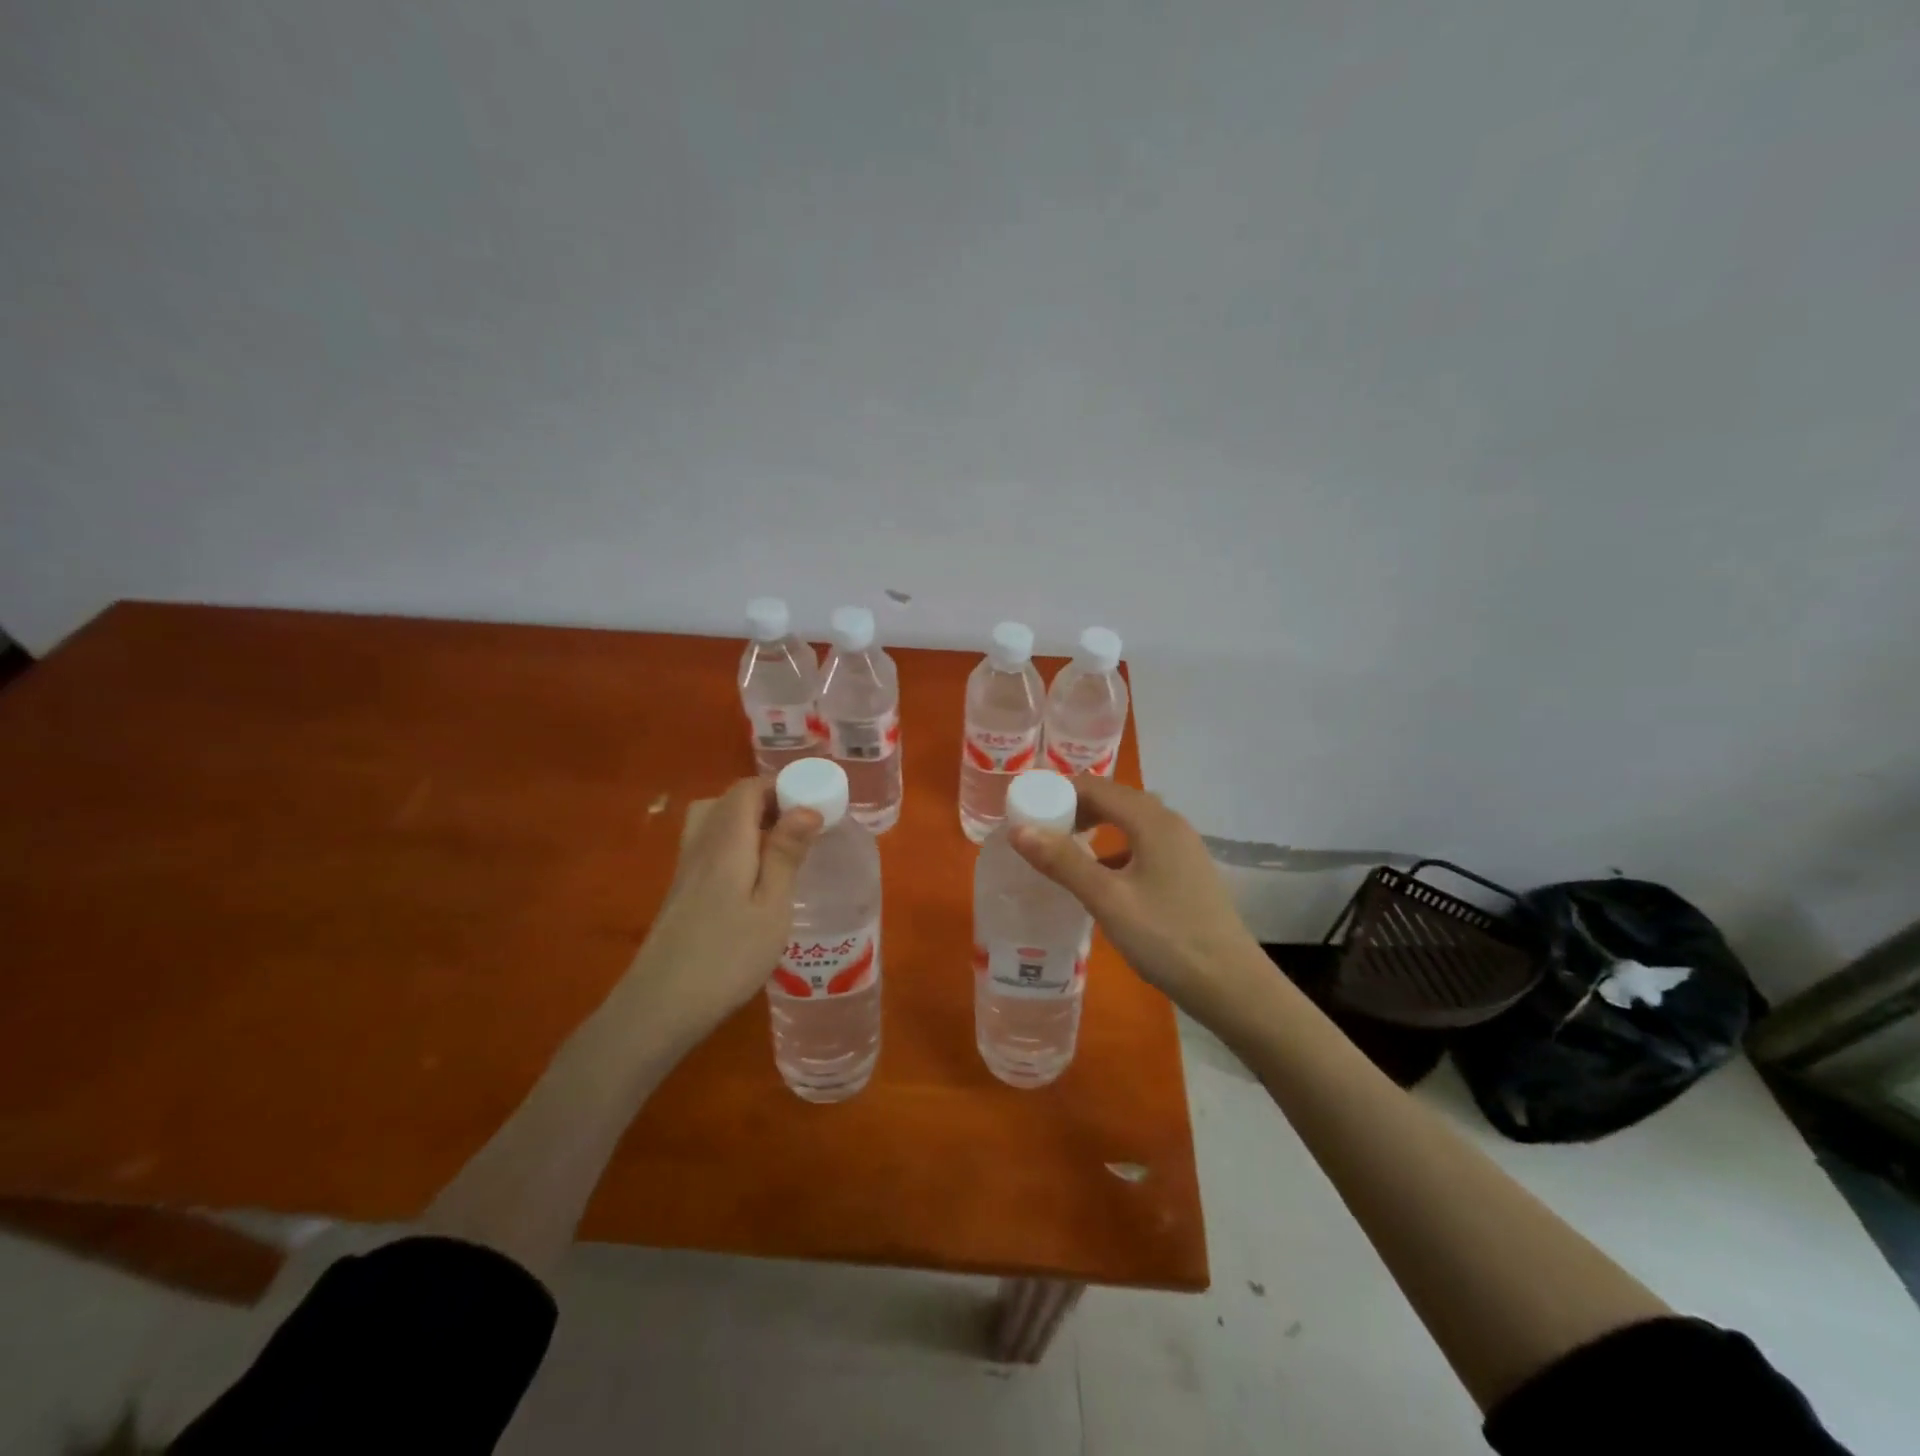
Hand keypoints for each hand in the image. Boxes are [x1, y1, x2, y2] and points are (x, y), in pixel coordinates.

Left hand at [620, 778, 821, 1050]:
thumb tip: (806, 808)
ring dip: (748, 824)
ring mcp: (685, 870)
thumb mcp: (771, 907)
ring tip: (778, 852)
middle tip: (798, 830)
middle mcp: (701, 846)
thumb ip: (786, 854)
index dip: (779, 788)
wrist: (660, 1007)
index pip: (746, 789)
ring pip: (714, 823)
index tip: (812, 807)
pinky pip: (708, 848)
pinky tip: (752, 881)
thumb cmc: (727, 957)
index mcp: (726, 842)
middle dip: (766, 804)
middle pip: (728, 801)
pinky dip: (734, 846)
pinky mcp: (680, 893)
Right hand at [1011, 775, 1262, 1013]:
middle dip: (1073, 809)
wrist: (1232, 986)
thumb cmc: (1167, 938)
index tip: (1025, 808)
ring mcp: (1182, 848)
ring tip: (1060, 850)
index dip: (1057, 792)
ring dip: (1094, 828)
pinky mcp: (1186, 871)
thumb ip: (1063, 861)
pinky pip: (1141, 845)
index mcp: (1152, 820)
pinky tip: (1099, 878)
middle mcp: (1170, 823)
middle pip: (1113, 800)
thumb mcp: (1107, 899)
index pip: (1095, 786)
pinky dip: (1113, 850)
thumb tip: (1019, 829)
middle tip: (1037, 830)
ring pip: (1129, 823)